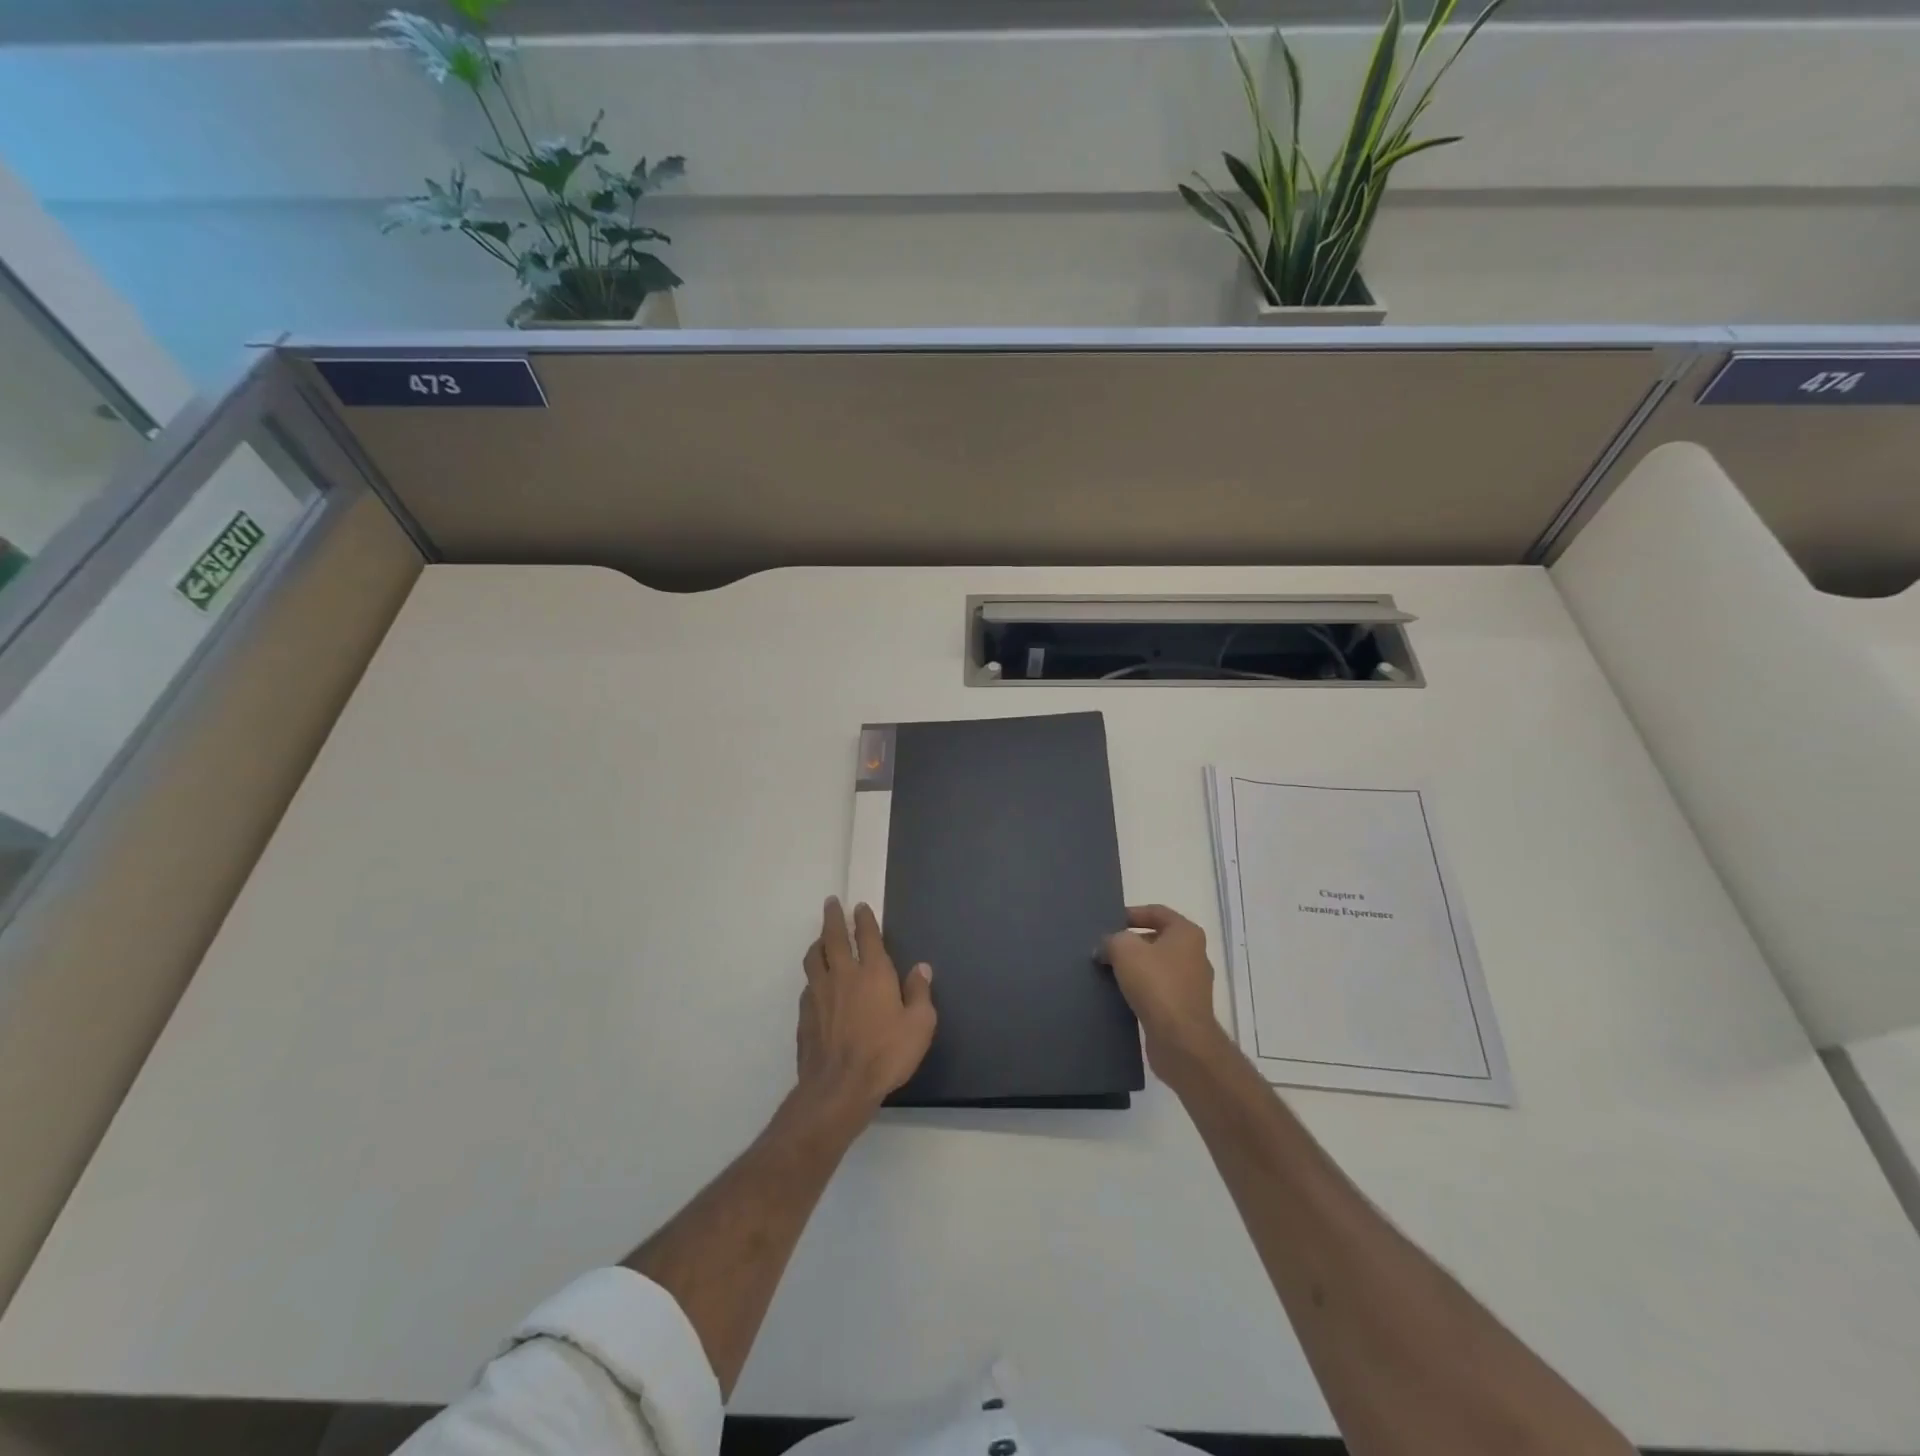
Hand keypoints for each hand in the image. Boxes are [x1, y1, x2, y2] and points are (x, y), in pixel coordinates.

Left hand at [795, 898, 936, 1130]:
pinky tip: (816, 982)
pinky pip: (808, 985)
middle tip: (831, 903)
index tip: (859, 906)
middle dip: (833, 917)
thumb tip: (921, 967)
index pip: (867, 936)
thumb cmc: (886, 1054)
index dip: (864, 919)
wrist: (839, 1087)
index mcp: (873, 973)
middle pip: (834, 937)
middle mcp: (843, 975)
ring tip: (821, 939)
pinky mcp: (805, 1014)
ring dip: (818, 943)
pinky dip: (813, 976)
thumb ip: (920, 993)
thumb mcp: (919, 1025)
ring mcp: (820, 994)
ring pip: (814, 958)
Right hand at [1101, 904, 1227, 1080]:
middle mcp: (1195, 954)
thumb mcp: (1125, 950)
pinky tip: (1121, 996)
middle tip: (1105, 949)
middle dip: (1130, 943)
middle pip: (1157, 940)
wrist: (1180, 1039)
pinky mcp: (1185, 1009)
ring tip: (1108, 972)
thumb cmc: (1156, 984)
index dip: (1132, 913)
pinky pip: (1159, 991)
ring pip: (1157, 967)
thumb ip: (1112, 940)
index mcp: (1186, 933)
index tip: (1110, 923)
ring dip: (1134, 968)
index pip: (1157, 912)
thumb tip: (1106, 948)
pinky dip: (1141, 990)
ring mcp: (1193, 984)